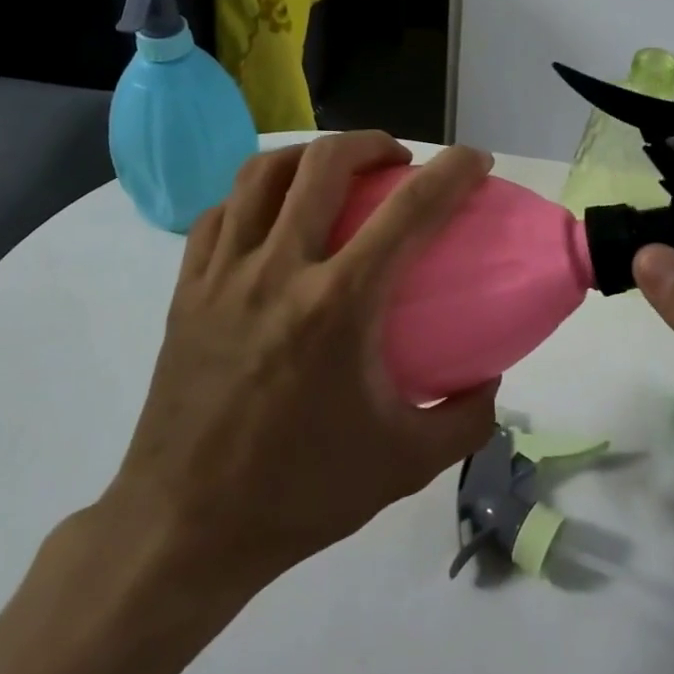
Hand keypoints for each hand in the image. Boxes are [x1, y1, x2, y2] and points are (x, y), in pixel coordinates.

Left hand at [102, 132, 499, 591]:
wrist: (184, 529)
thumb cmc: (300, 494)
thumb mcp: (406, 465)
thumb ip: (466, 419)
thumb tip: (490, 378)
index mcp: (338, 305)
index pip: (409, 211)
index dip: (452, 172)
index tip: (475, 160)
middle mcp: (278, 270)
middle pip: (325, 164)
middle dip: (372, 143)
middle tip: (397, 161)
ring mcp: (223, 275)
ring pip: (262, 174)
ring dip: (310, 156)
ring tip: (334, 171)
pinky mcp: (186, 291)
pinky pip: (219, 213)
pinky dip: (254, 195)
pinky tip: (271, 215)